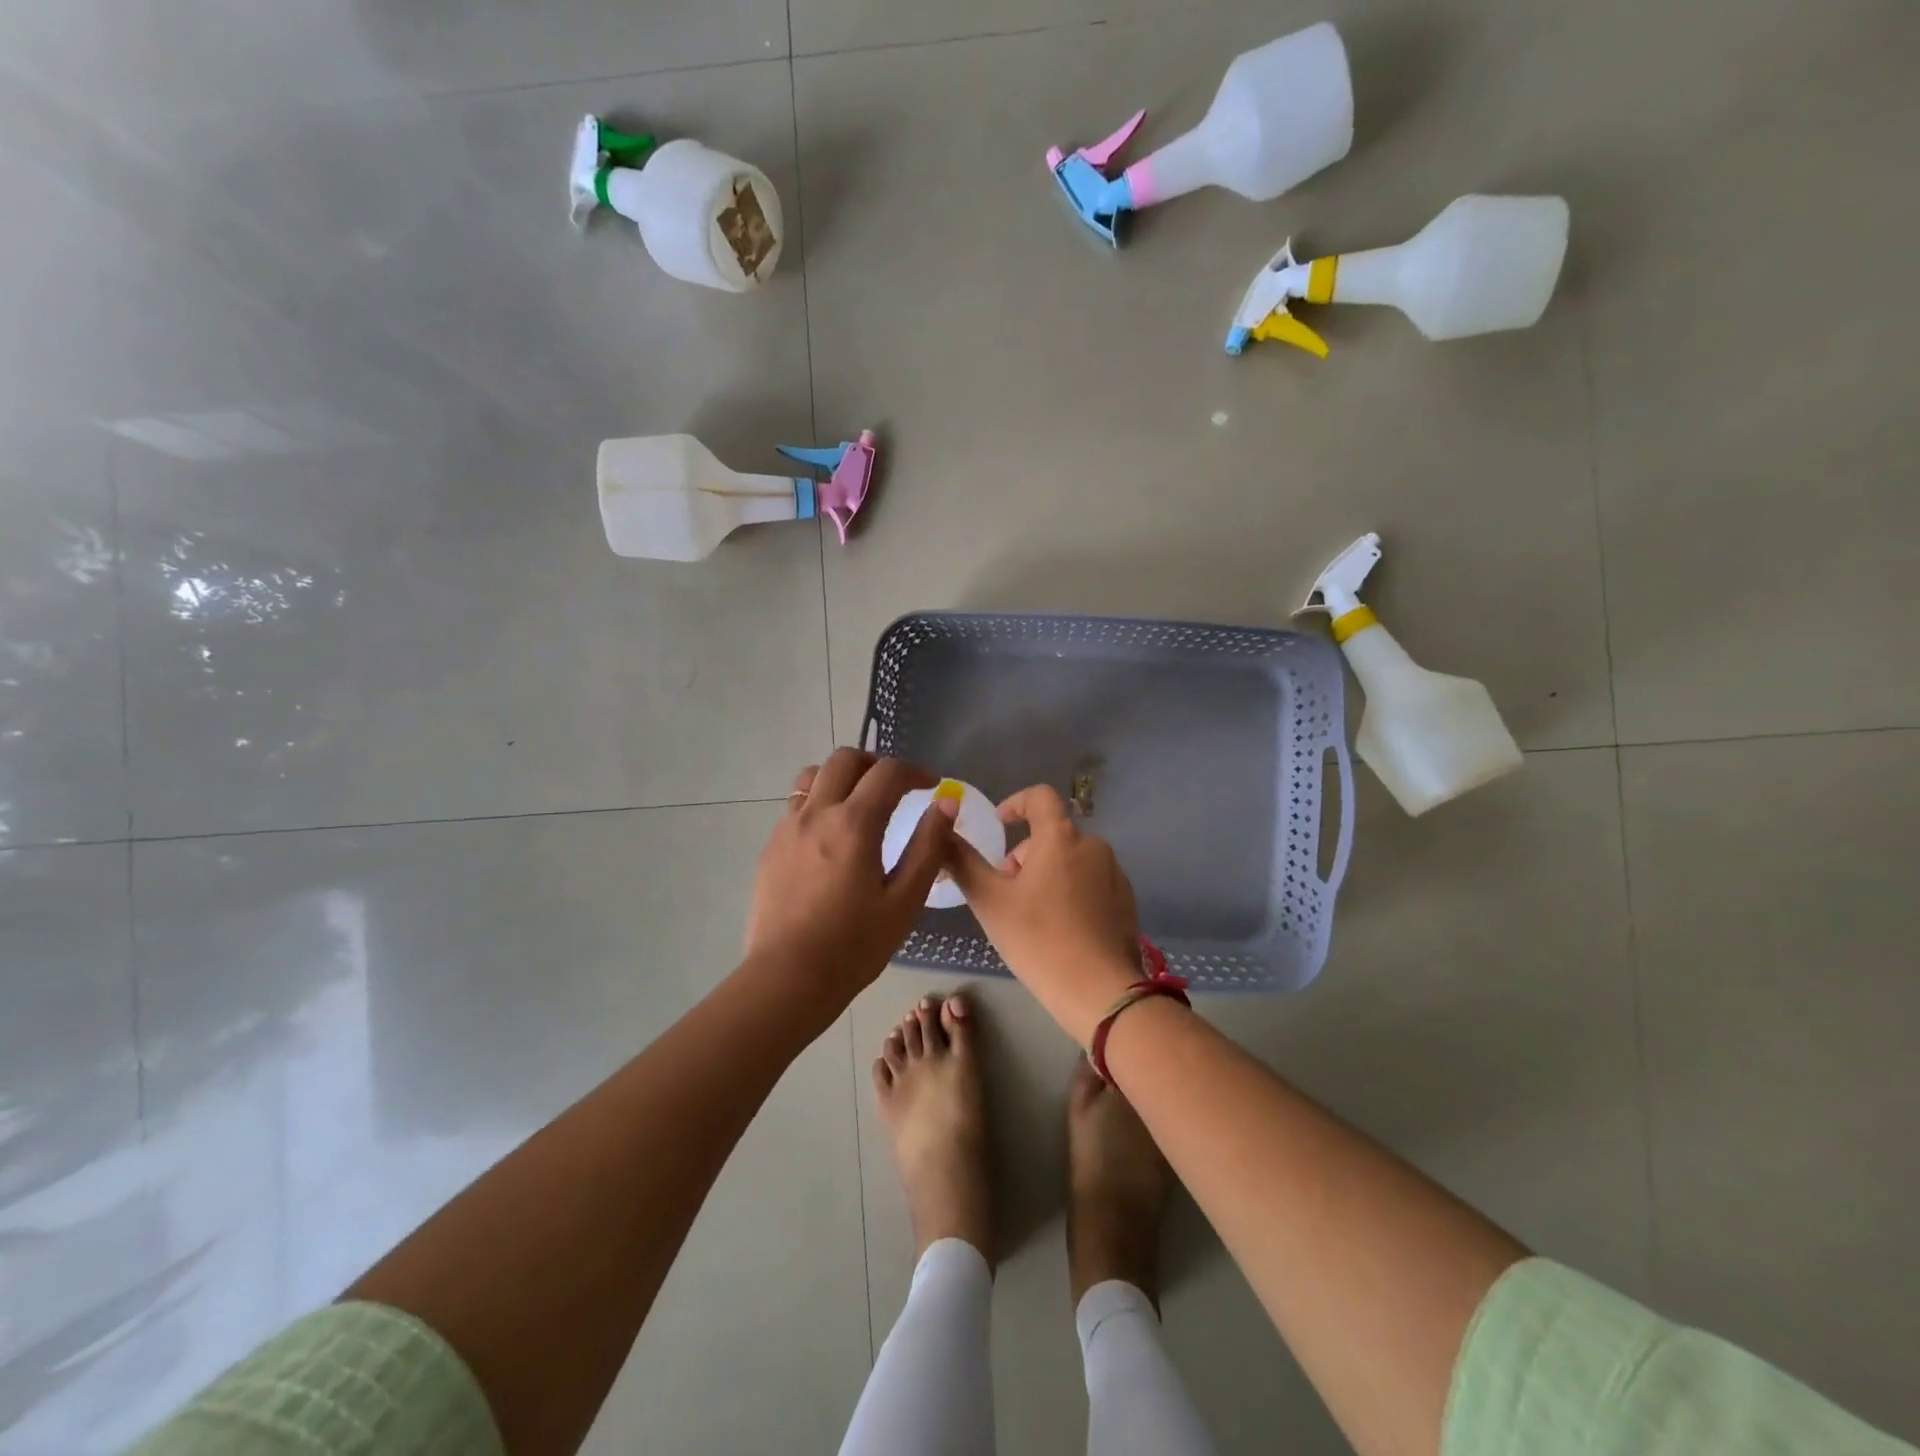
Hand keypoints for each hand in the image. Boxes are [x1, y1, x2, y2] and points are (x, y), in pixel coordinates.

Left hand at [744, 749, 955, 1010]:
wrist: (788, 978)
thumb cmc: (854, 945)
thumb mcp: (905, 901)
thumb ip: (927, 847)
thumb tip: (946, 805)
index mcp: (854, 823)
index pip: (887, 772)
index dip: (915, 771)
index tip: (931, 785)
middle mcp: (817, 813)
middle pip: (845, 759)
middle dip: (875, 763)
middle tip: (896, 786)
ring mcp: (788, 827)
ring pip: (813, 776)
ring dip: (841, 776)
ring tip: (859, 802)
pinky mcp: (771, 847)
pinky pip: (796, 805)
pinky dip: (820, 802)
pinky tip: (831, 836)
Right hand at [946, 784, 1143, 1043]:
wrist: (1099, 992)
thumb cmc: (1038, 939)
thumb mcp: (990, 901)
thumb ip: (963, 862)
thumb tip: (941, 831)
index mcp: (1061, 837)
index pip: (1039, 797)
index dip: (1015, 804)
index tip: (999, 825)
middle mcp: (1093, 846)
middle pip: (1052, 834)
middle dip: (1024, 855)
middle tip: (1005, 892)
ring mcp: (1114, 874)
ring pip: (1071, 860)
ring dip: (1047, 874)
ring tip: (1030, 916)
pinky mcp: (1125, 901)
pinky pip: (1091, 882)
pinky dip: (1071, 892)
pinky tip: (1060, 929)